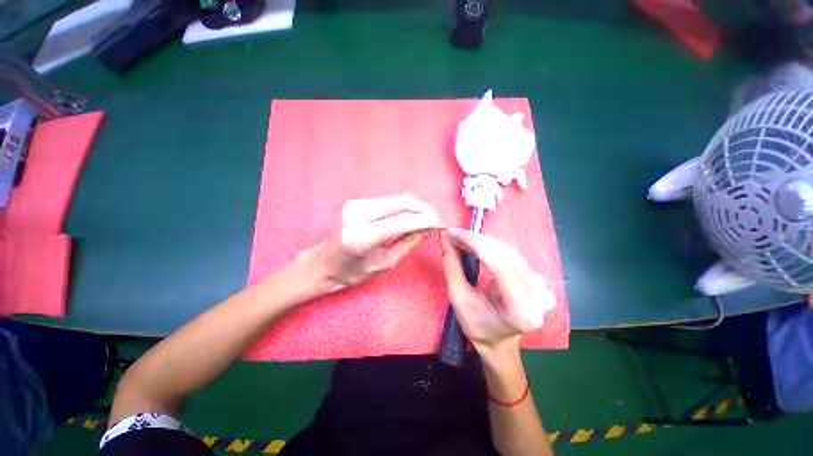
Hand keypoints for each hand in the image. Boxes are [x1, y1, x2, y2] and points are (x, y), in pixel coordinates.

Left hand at [297, 194, 441, 295]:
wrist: (322, 263)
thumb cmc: (351, 272)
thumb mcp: (384, 264)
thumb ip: (407, 243)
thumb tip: (429, 228)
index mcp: (361, 237)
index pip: (402, 221)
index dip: (425, 220)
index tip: (442, 224)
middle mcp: (357, 214)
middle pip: (402, 202)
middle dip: (424, 209)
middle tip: (436, 219)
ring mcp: (356, 204)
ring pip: (397, 199)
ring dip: (415, 207)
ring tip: (426, 219)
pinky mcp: (357, 201)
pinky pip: (389, 201)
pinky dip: (404, 207)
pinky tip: (410, 217)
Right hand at [440, 228, 554, 356]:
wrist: (498, 340)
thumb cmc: (476, 325)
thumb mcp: (458, 299)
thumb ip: (452, 267)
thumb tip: (445, 238)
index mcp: (521, 311)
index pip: (501, 267)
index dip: (477, 245)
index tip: (454, 232)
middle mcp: (539, 297)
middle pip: (507, 256)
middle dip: (478, 241)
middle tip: (455, 234)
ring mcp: (543, 287)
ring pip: (510, 253)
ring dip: (485, 243)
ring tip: (464, 239)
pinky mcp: (539, 280)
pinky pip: (513, 256)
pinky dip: (493, 248)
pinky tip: (479, 247)